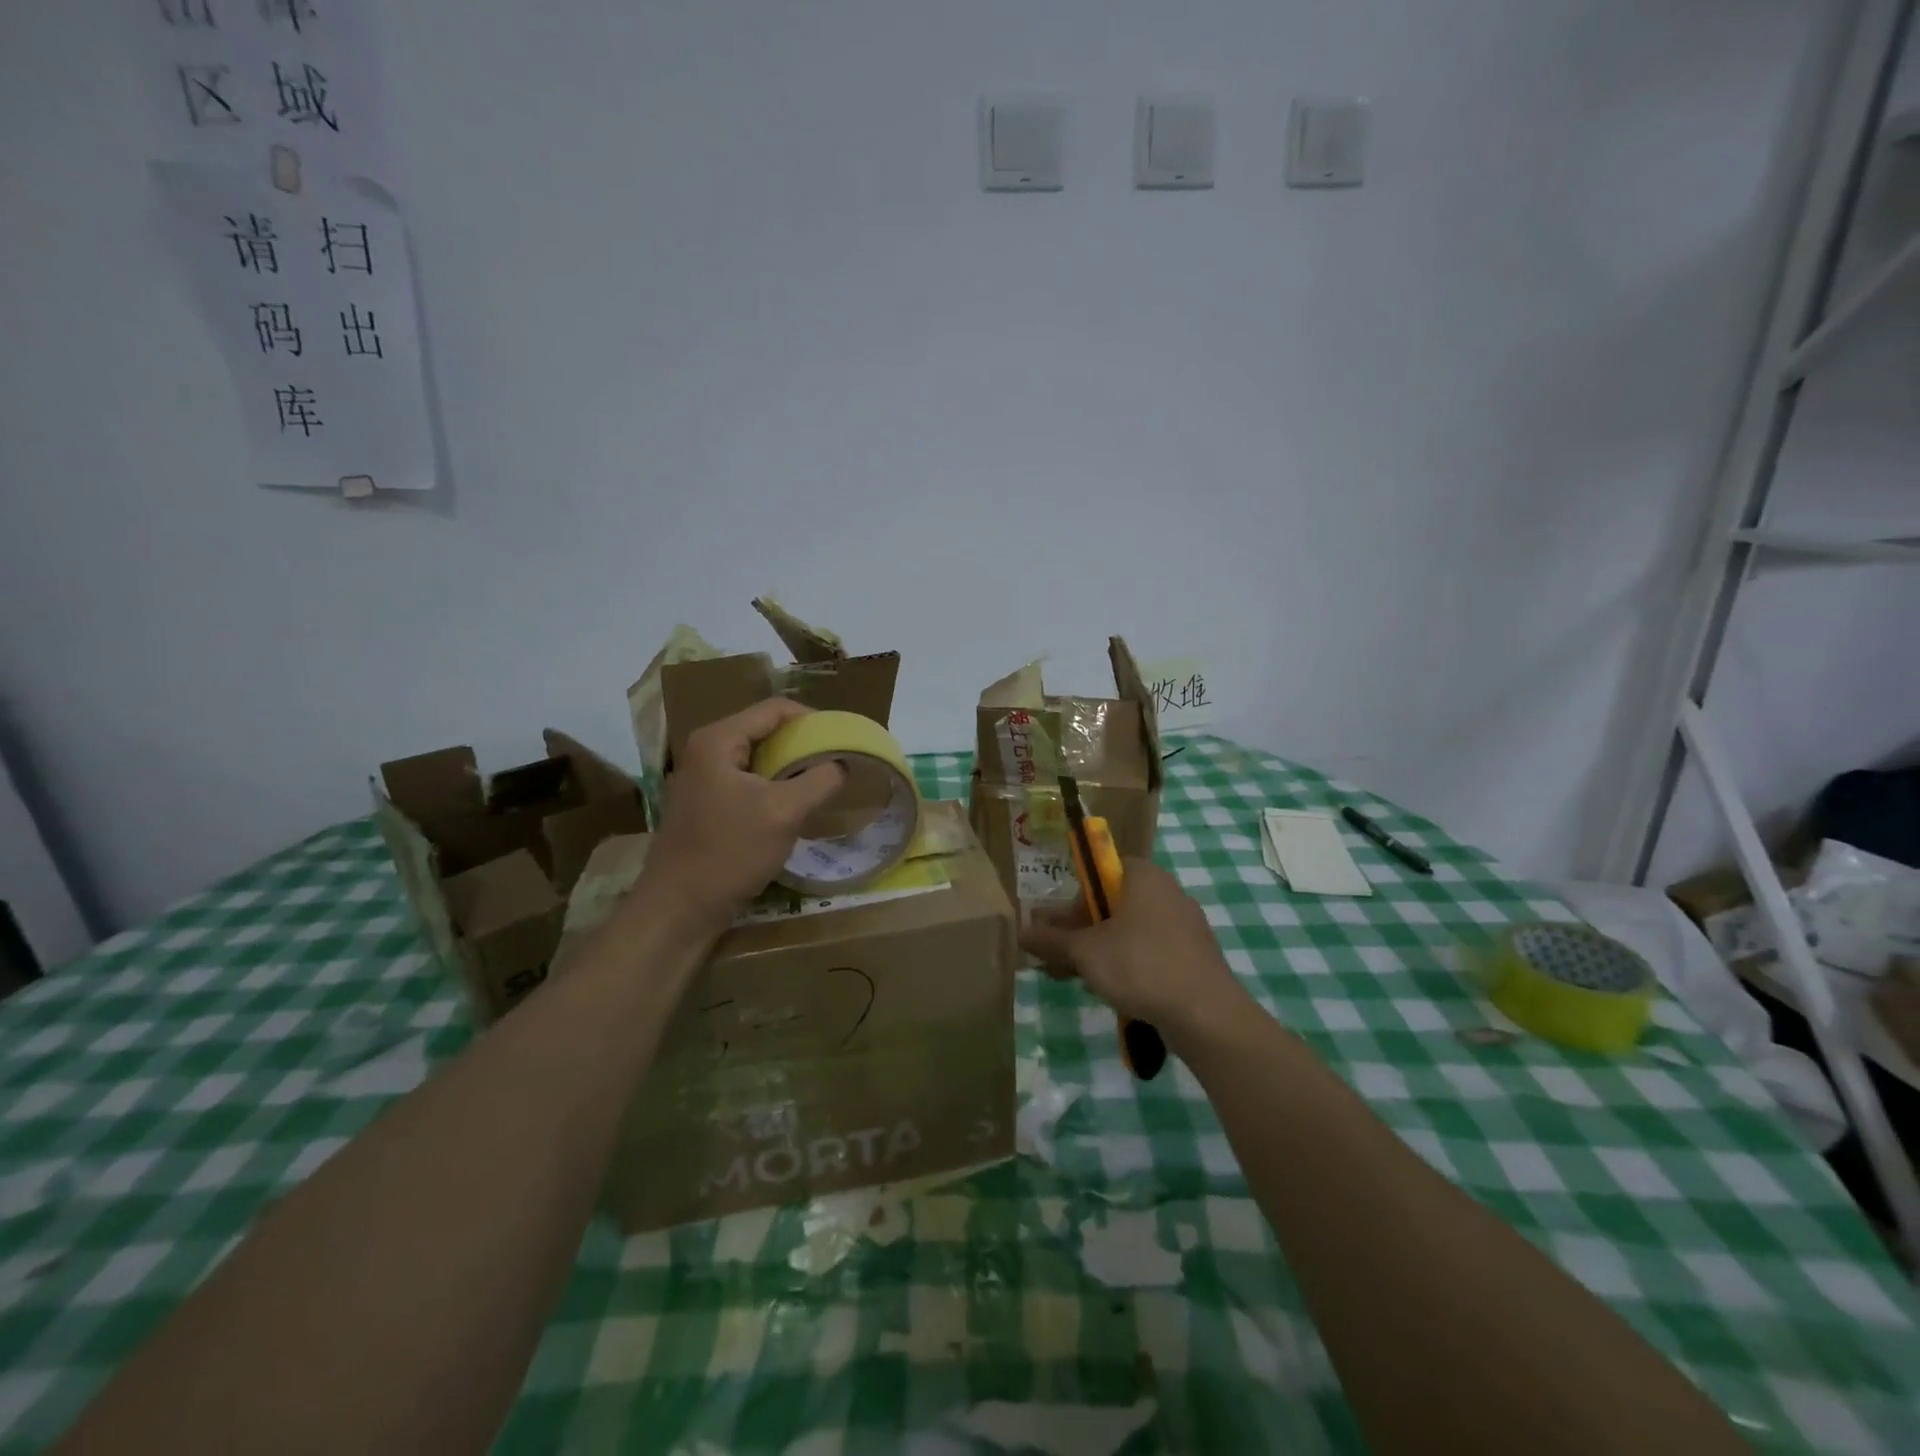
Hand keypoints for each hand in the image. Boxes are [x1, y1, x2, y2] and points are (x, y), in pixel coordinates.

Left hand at [637, 699, 846, 928]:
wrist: (681, 908)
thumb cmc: (730, 852)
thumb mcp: (785, 812)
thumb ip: (820, 780)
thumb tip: (842, 763)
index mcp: (718, 739)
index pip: (775, 709)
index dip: (813, 720)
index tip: (843, 741)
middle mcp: (706, 750)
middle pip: (766, 731)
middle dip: (803, 745)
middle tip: (836, 764)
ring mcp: (703, 778)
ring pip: (759, 759)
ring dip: (790, 769)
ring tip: (821, 785)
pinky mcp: (706, 803)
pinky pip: (749, 781)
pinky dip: (774, 787)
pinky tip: (793, 808)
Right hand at [1020, 857, 1252, 1047]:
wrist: (1206, 1014)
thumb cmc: (1140, 966)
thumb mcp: (1085, 952)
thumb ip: (1051, 941)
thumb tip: (1020, 932)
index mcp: (1142, 875)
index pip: (1097, 873)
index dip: (1072, 900)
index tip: (1058, 930)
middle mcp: (1166, 891)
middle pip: (1111, 905)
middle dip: (1080, 933)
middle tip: (1057, 960)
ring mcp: (1184, 925)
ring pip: (1130, 932)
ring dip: (1100, 952)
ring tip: (1075, 980)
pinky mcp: (1194, 956)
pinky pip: (1151, 952)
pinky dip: (1128, 965)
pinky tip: (1111, 992)